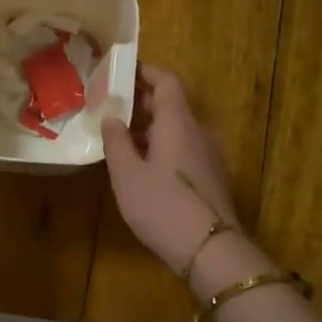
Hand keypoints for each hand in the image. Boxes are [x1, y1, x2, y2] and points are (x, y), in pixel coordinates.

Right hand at [100, 64, 241, 274]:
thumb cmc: (163, 206)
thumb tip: (112, 117)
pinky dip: (161, 147)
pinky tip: (141, 167)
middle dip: (141, 102)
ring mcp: (208, 156)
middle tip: (111, 108)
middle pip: (171, 105)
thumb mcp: (127, 174)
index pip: (166, 81)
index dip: (145, 72)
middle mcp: (197, 132)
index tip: (121, 72)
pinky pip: (183, 149)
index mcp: (178, 122)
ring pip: (176, 129)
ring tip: (120, 140)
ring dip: (149, 128)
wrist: (211, 250)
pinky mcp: (210, 178)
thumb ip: (116, 142)